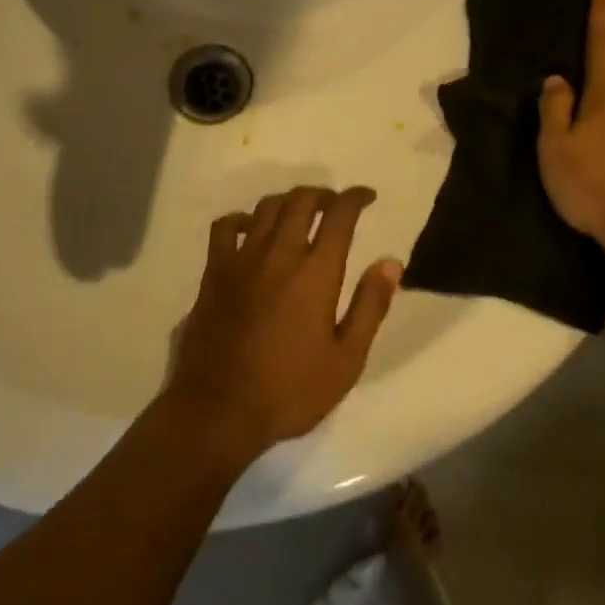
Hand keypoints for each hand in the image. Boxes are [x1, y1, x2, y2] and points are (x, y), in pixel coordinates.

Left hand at [166, 187, 401, 459]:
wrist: (218, 410)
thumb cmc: (289, 391)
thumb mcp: (346, 360)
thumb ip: (370, 306)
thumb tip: (390, 262)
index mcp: (315, 272)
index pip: (339, 215)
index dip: (355, 198)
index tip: (367, 197)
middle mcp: (279, 254)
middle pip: (301, 201)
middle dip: (323, 194)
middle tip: (335, 205)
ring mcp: (241, 260)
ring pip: (265, 208)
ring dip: (288, 202)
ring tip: (300, 213)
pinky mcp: (213, 273)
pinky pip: (224, 228)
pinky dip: (241, 219)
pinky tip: (249, 229)